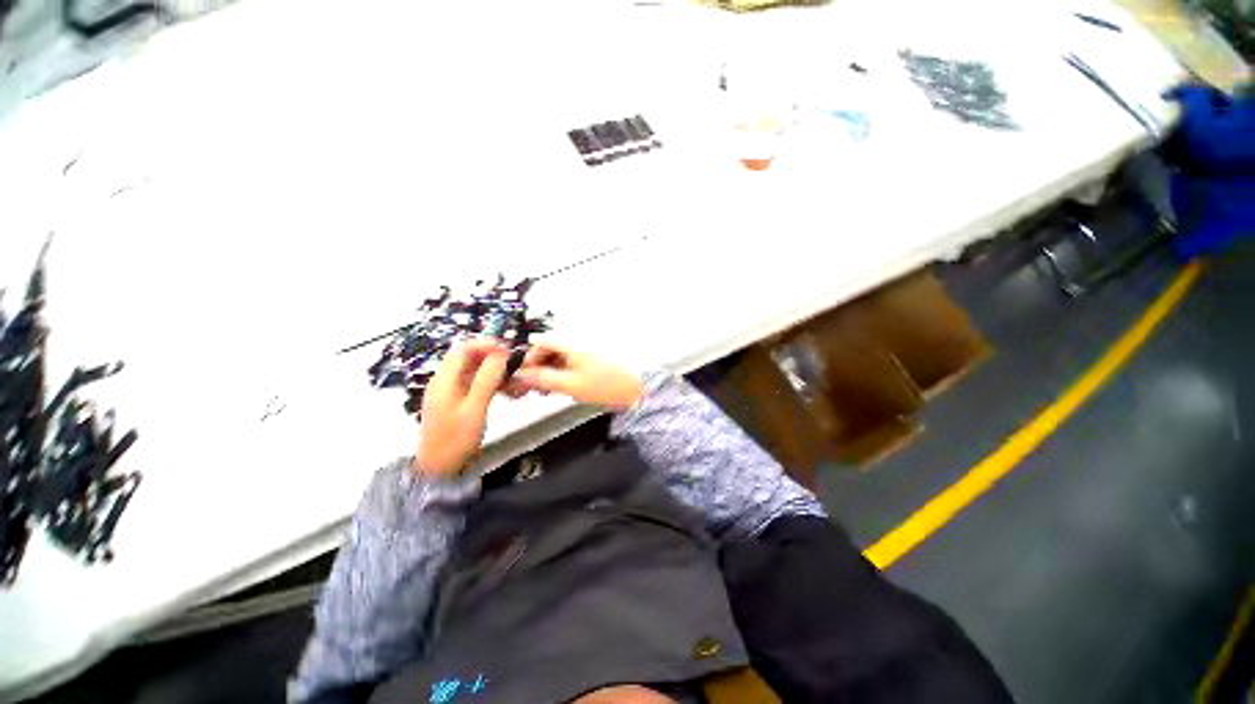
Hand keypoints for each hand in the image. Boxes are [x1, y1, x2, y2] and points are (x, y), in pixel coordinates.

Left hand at [413, 338, 509, 475]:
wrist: (441, 468)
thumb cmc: (456, 439)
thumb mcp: (474, 408)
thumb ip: (486, 380)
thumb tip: (500, 355)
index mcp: (444, 380)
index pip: (463, 350)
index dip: (485, 344)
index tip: (506, 348)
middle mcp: (445, 382)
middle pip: (468, 358)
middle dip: (491, 356)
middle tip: (513, 361)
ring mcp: (451, 392)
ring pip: (474, 371)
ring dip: (493, 369)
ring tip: (513, 375)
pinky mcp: (458, 402)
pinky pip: (475, 384)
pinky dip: (490, 382)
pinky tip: (506, 389)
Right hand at [510, 342, 643, 410]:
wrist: (638, 387)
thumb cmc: (608, 384)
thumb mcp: (570, 385)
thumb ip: (543, 379)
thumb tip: (522, 376)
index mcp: (572, 342)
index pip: (541, 342)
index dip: (529, 359)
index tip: (525, 375)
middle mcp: (578, 341)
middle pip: (550, 349)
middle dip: (539, 367)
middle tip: (534, 387)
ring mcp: (587, 349)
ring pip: (560, 357)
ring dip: (550, 372)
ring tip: (549, 390)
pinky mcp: (593, 358)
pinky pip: (571, 362)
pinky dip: (563, 373)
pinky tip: (563, 387)